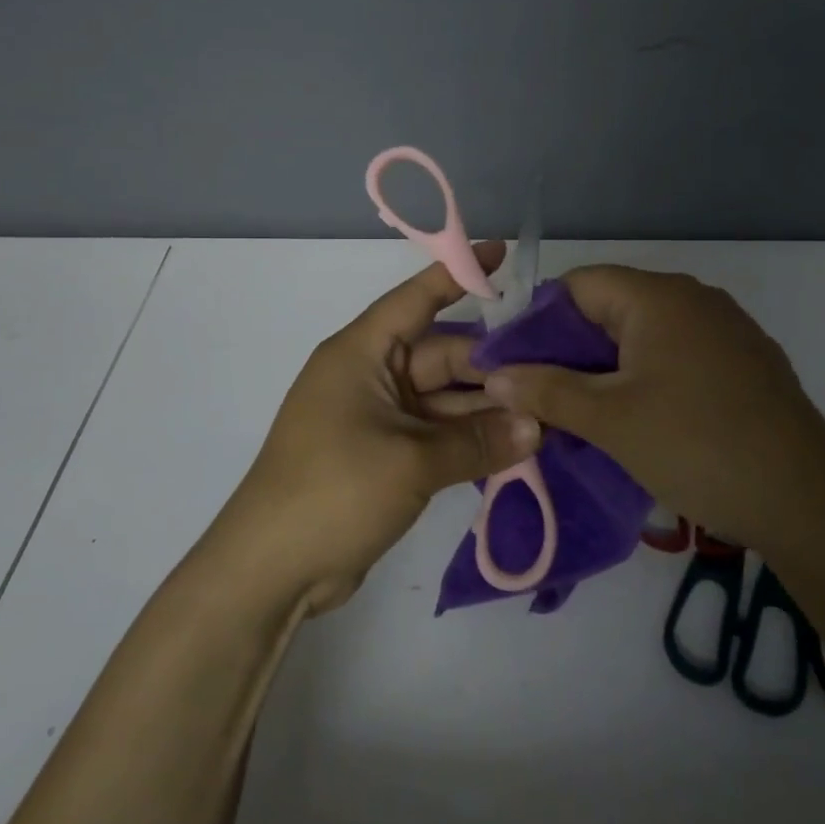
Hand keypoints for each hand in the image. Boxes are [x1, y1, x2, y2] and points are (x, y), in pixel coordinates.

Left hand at [210, 242, 542, 614]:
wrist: (271, 569)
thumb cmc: (334, 491)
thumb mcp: (412, 462)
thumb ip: (477, 441)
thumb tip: (536, 426)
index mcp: (361, 354)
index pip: (415, 300)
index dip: (457, 275)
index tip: (501, 254)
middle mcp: (369, 377)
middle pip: (441, 356)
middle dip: (492, 366)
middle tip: (552, 372)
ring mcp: (377, 419)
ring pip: (444, 400)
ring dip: (487, 410)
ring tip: (547, 414)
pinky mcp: (384, 456)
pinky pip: (436, 434)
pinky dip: (470, 440)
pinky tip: (517, 446)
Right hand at [486, 266, 824, 543]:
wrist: (808, 502)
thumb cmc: (696, 445)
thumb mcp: (609, 420)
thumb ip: (546, 389)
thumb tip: (493, 373)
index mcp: (658, 297)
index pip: (578, 284)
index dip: (538, 319)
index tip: (515, 364)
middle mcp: (693, 299)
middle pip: (610, 307)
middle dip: (570, 348)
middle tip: (540, 393)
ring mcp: (725, 330)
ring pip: (644, 335)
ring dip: (607, 366)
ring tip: (581, 410)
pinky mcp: (745, 363)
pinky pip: (677, 355)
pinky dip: (646, 376)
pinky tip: (638, 417)